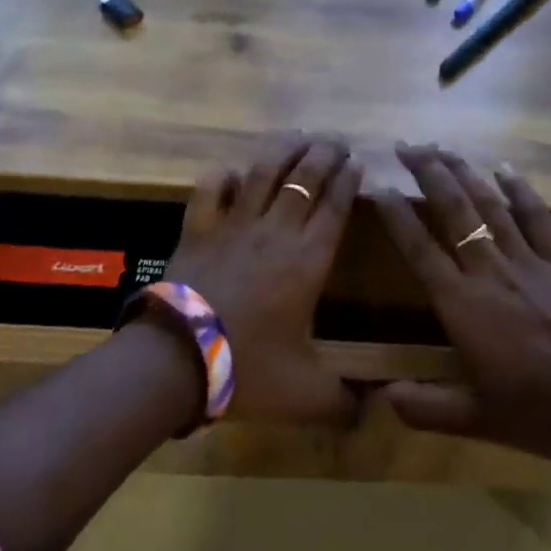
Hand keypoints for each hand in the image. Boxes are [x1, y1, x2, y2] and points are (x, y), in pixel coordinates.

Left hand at [156, 132, 361, 426]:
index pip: (335, 207)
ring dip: (283, 151)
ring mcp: (234, 225)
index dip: (348, 181)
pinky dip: (222, 177)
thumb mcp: (306, 395)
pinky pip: (211, 191)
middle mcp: (276, 232)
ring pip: (263, 173)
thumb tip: (371, 414)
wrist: (179, 359)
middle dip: (324, 154)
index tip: (357, 163)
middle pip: (304, 178)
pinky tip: (232, 172)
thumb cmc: (248, 369)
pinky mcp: (199, 229)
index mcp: (308, 260)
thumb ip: (343, 403)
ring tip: (297, 137)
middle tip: (336, 141)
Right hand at [374, 145, 550, 468]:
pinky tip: (504, 168)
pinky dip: (520, 190)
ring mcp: (530, 262)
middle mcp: (491, 272)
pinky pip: (538, 217)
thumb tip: (382, 398)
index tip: (377, 187)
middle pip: (453, 211)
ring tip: (442, 146)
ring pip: (490, 205)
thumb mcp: (479, 419)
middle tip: (406, 145)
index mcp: (463, 306)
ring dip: (464, 172)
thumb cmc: (544, 413)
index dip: (396, 216)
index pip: (420, 250)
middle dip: (428, 173)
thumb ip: (427, 407)